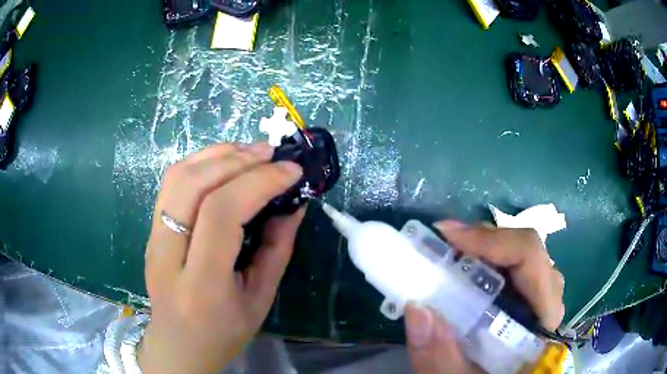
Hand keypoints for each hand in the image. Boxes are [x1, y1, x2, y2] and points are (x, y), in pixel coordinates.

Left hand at [137, 143, 303, 373]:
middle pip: (194, 186)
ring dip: (217, 154)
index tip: (291, 171)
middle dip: (238, 160)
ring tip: (251, 151)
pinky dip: (201, 163)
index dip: (258, 183)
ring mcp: (153, 238)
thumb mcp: (260, 299)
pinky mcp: (151, 229)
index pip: (221, 214)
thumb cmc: (223, 333)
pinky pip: (171, 183)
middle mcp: (168, 254)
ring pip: (177, 176)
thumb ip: (277, 249)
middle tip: (272, 153)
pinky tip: (225, 162)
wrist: (177, 346)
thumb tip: (294, 205)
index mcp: (200, 284)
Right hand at [405, 221, 564, 373]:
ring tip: (451, 253)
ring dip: (486, 250)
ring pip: (522, 258)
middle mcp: (549, 303)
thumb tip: (416, 307)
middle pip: (527, 253)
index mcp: (543, 321)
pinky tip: (466, 271)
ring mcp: (541, 302)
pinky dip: (489, 263)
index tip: (447, 236)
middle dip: (483, 242)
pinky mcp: (530, 305)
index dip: (491, 241)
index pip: (531, 260)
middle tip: (443, 243)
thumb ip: (441, 360)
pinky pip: (516, 271)